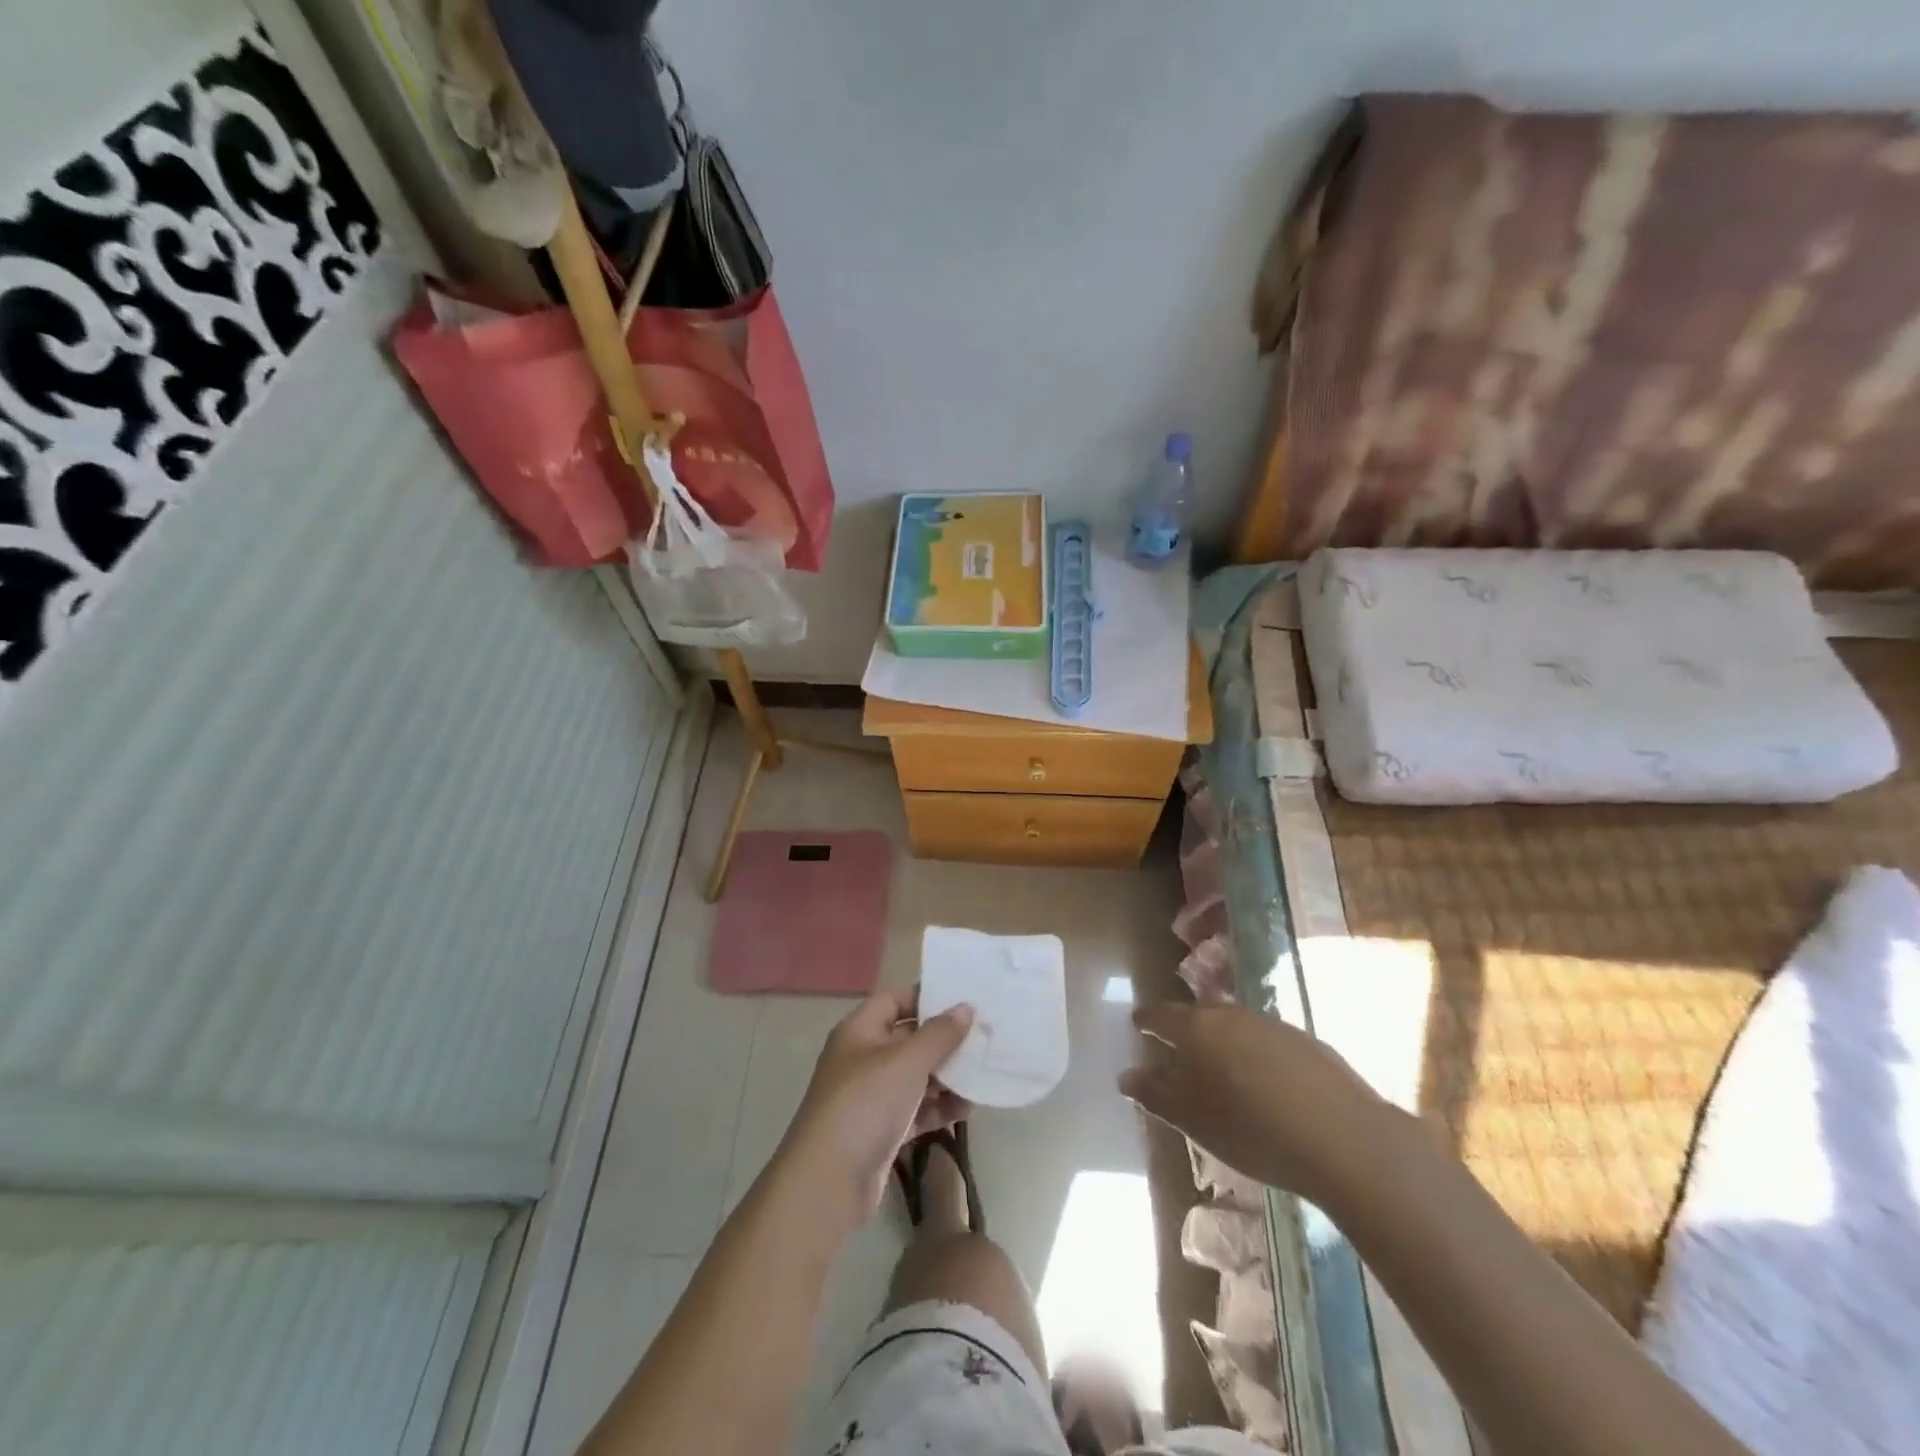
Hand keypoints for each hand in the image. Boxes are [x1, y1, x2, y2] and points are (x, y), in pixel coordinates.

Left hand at [782, 986, 973, 1222]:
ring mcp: (872, 1096)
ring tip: (981, 1076)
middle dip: (944, 1041)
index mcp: (860, 1031)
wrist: (829, 1181)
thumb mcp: (907, 1061)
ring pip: (916, 1077)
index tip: (964, 999)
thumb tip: (966, 1007)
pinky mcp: (882, 1130)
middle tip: (984, 1038)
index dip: (927, 997)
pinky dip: (938, 1108)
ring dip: (946, 1078)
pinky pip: (916, 1109)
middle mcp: (864, 1058)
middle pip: (909, 1039)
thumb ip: (940, 1033)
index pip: (896, 1001)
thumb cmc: (866, 1103)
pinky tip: (965, 1110)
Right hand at [1119, 1003, 1390, 1206]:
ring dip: (1222, 1041)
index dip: (1147, 1020)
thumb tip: (1125, 1076)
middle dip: (1185, 1029)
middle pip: (1199, 1015)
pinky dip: (1255, 1054)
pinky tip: (1264, 1082)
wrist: (1345, 1140)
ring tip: (1220, 1068)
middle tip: (1177, 1049)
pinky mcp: (1307, 1042)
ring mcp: (1272, 1025)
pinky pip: (1266, 1041)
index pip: (1161, 1015)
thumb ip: (1156, 1095)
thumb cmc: (1253, 1131)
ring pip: (1235, 1026)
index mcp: (1197, 1030)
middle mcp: (1231, 1015)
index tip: (1137, 1024)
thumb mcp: (1195, 1121)